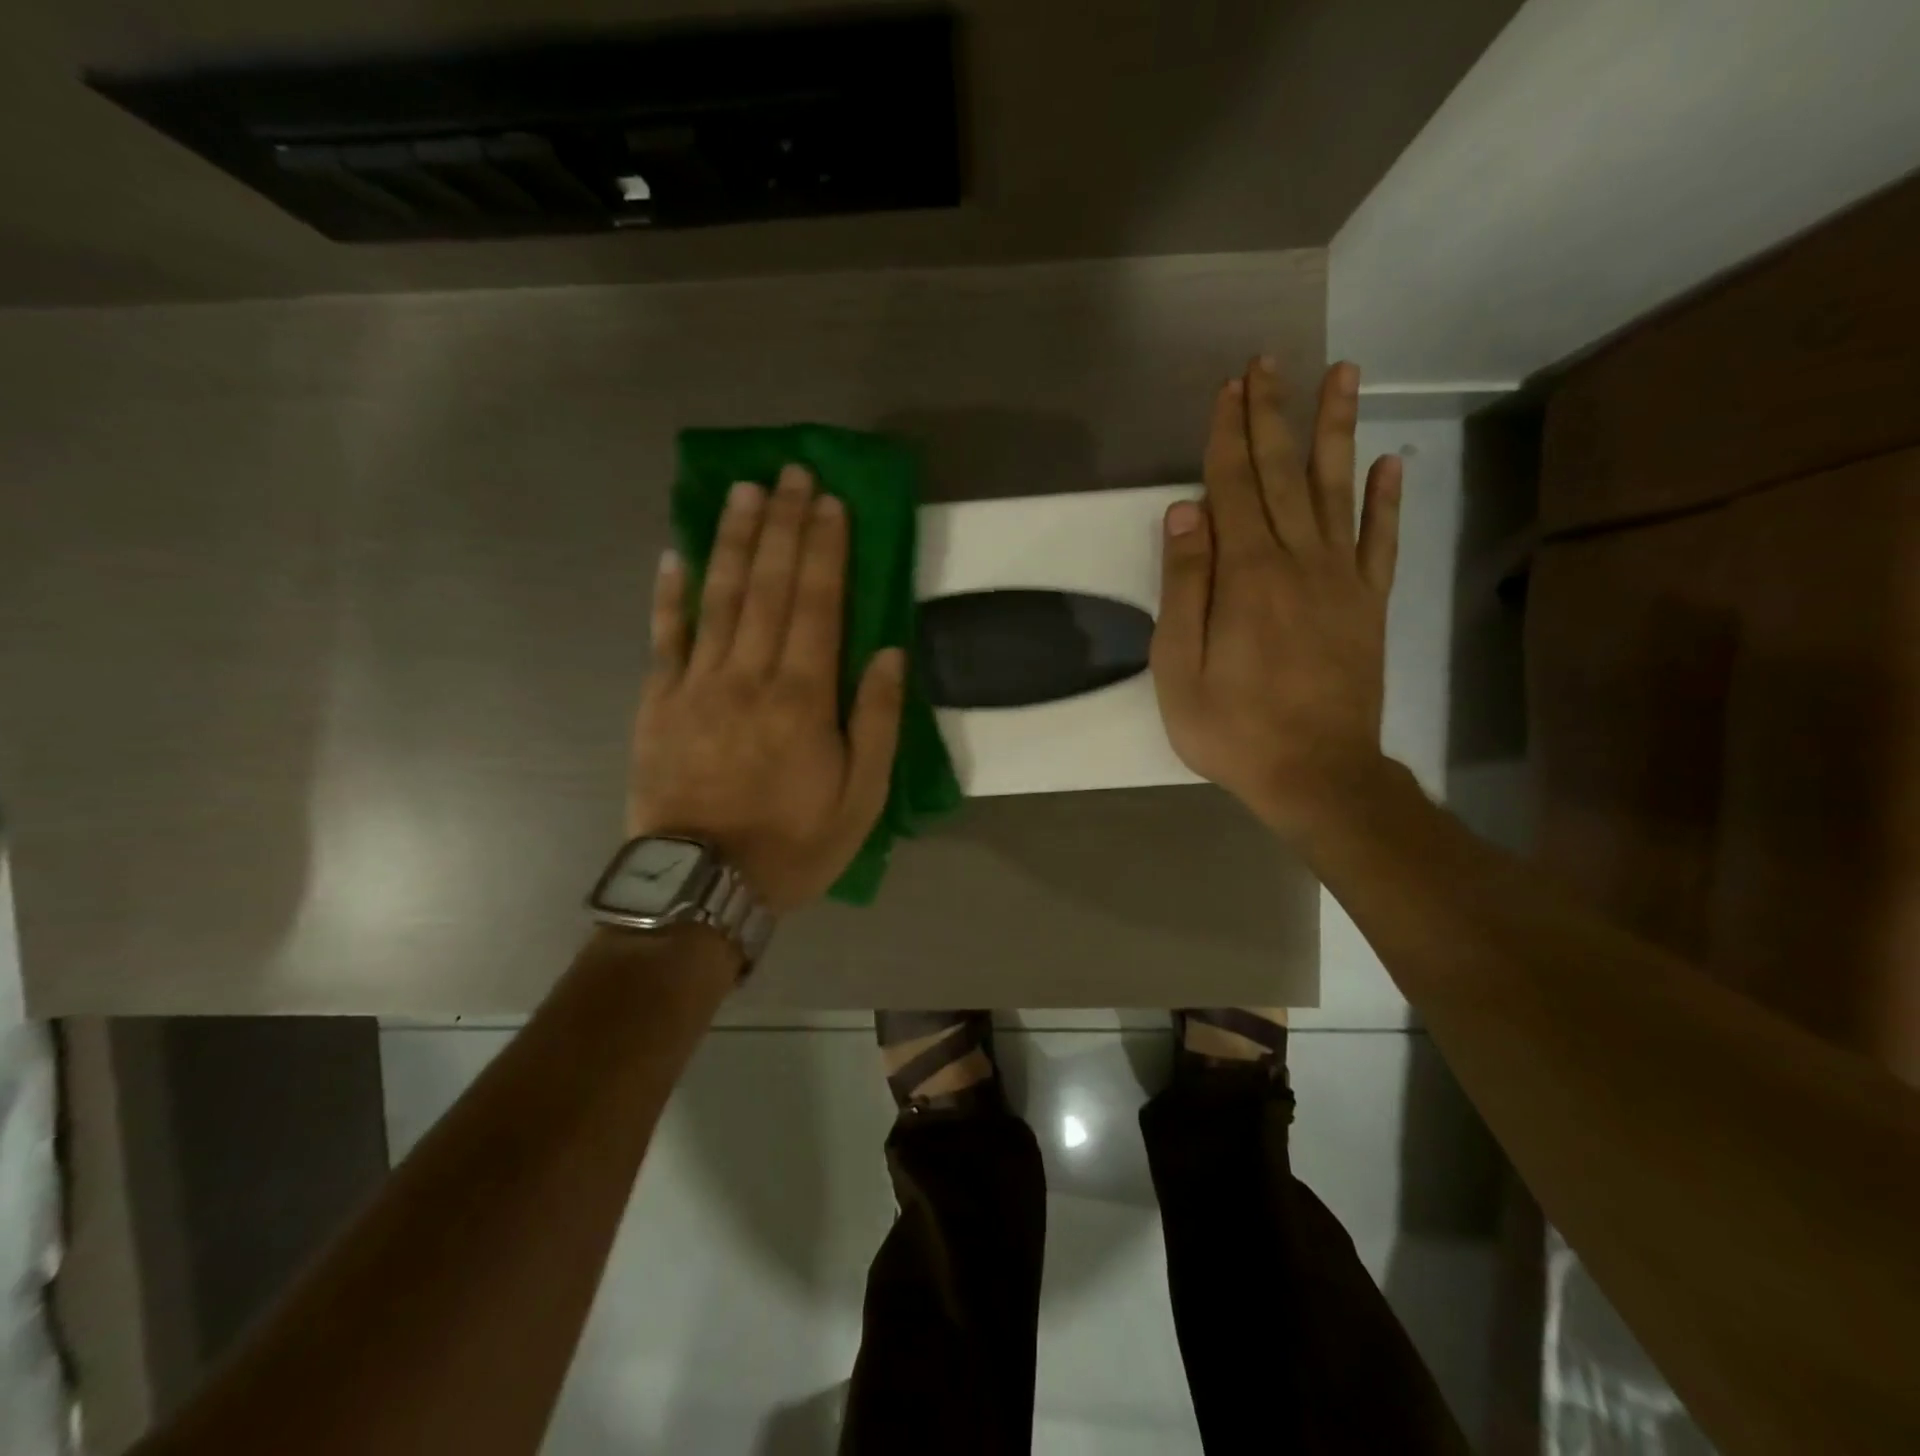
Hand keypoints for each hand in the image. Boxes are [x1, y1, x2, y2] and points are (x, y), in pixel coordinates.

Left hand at [629, 465, 904, 913]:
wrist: (702, 886)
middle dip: (782, 525)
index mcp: (803, 697)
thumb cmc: (793, 844)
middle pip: (768, 585)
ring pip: (718, 597)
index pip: (818, 603)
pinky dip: (669, 594)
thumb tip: (888, 652)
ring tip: (743, 491)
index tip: (829, 501)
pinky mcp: (658, 702)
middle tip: (790, 473)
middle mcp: (749, 675)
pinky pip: (664, 637)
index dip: (825, 548)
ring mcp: (696, 684)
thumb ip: (876, 721)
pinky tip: (672, 554)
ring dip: (732, 539)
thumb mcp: (861, 798)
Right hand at [1151, 357, 1401, 840]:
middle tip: (1270, 361)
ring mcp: (1341, 580)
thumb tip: (1184, 512)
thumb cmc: (1233, 729)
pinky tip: (1390, 462)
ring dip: (1335, 430)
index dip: (1228, 434)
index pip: (1232, 487)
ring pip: (1337, 490)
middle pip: (1282, 474)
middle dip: (1273, 414)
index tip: (1228, 387)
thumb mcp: (1179, 668)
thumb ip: (1183, 587)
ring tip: (1342, 374)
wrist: (1316, 774)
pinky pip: (1380, 541)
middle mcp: (1298, 561)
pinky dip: (1387, 499)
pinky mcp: (1368, 605)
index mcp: (1246, 575)